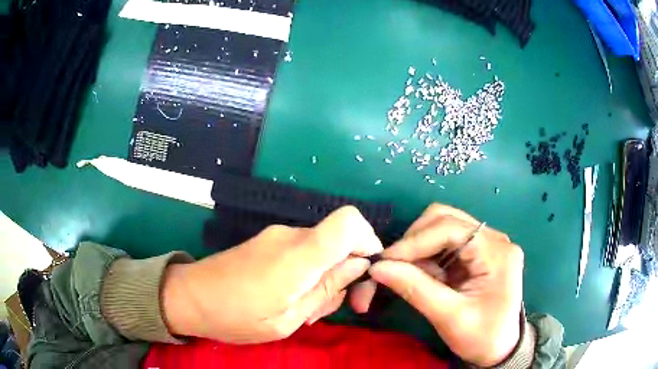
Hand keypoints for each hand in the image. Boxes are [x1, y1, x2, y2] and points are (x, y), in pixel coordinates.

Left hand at [162, 206, 381, 343]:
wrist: (189, 297)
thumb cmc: (236, 317)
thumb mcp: (287, 319)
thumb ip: (325, 290)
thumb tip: (358, 266)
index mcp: (299, 255)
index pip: (349, 221)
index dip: (368, 240)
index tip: (366, 273)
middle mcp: (291, 236)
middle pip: (340, 239)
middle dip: (348, 272)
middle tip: (336, 309)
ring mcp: (277, 237)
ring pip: (322, 250)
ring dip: (326, 278)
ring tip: (305, 310)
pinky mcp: (268, 243)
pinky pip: (303, 253)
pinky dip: (309, 275)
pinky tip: (292, 299)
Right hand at [369, 204, 523, 366]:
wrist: (500, 347)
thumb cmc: (481, 336)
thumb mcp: (449, 317)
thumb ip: (415, 289)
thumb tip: (378, 267)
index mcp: (497, 253)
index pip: (450, 228)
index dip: (414, 241)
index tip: (384, 260)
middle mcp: (494, 239)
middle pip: (446, 219)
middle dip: (415, 239)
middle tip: (394, 265)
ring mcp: (487, 243)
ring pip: (443, 226)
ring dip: (420, 246)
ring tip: (407, 272)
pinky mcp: (479, 252)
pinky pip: (446, 242)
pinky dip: (428, 254)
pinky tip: (422, 274)